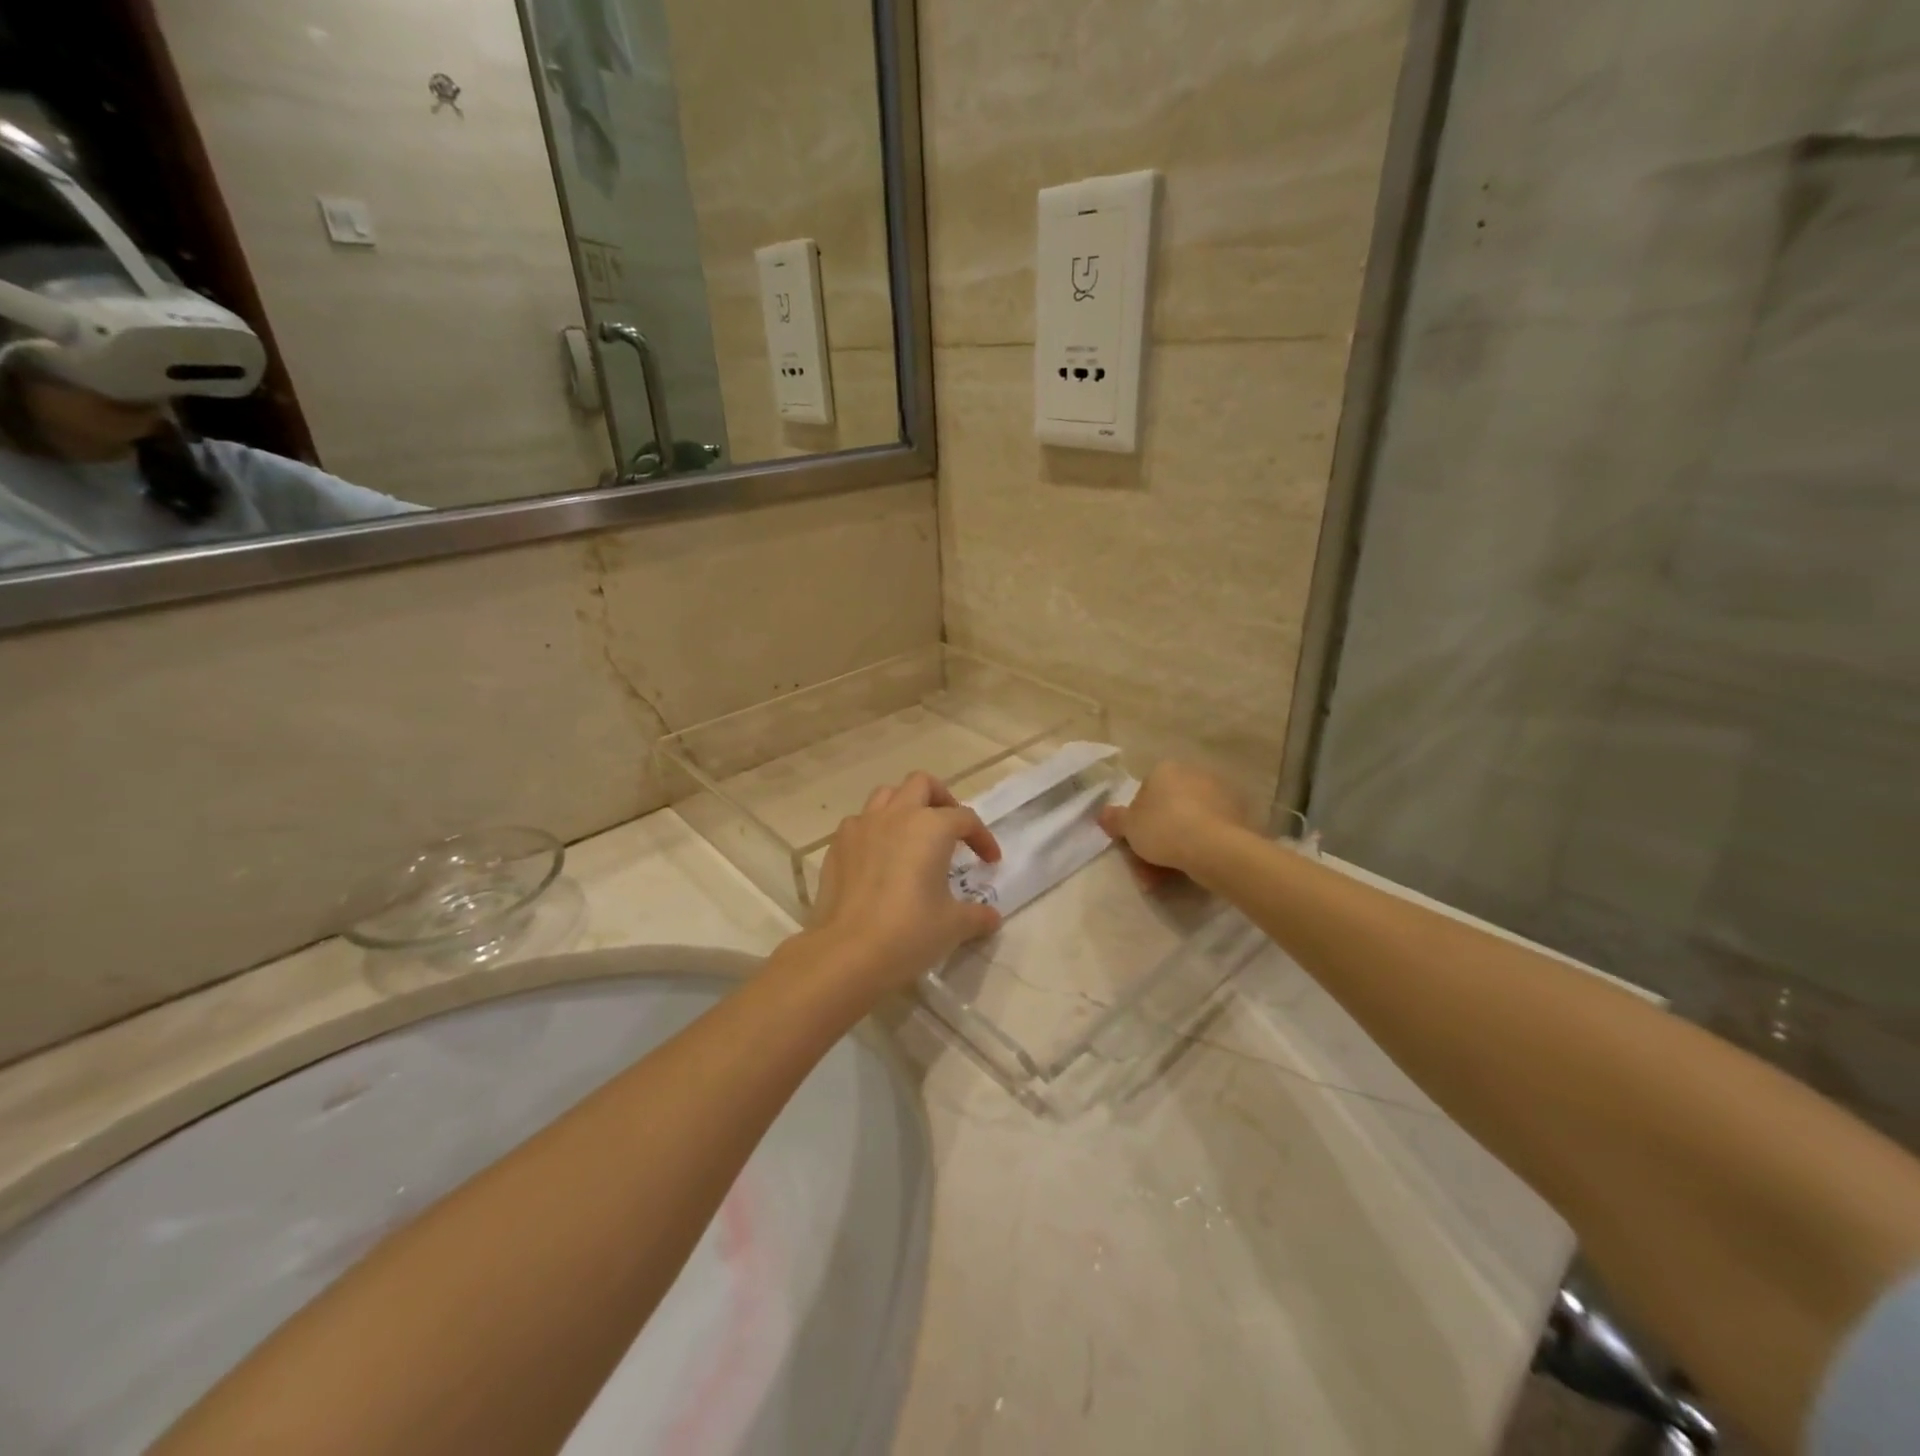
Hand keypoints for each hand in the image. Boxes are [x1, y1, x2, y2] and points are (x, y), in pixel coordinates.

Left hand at [809, 771, 1002, 991]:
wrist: (847, 952)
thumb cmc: (909, 932)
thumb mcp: (953, 926)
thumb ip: (977, 915)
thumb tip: (991, 918)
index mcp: (931, 827)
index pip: (965, 819)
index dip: (982, 838)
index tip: (990, 862)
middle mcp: (896, 816)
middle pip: (922, 785)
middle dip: (941, 799)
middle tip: (950, 829)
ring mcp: (862, 827)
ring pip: (886, 795)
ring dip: (904, 807)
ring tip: (913, 836)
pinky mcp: (837, 845)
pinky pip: (859, 823)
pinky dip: (874, 831)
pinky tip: (879, 858)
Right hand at [1099, 761, 1247, 877]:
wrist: (1215, 847)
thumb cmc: (1163, 829)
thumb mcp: (1128, 827)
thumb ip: (1114, 819)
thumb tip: (1103, 814)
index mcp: (1165, 770)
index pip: (1144, 795)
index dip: (1137, 823)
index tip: (1135, 845)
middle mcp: (1193, 774)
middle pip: (1167, 811)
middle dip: (1155, 841)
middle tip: (1147, 870)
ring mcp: (1220, 794)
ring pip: (1188, 824)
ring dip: (1175, 849)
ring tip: (1166, 880)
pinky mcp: (1239, 815)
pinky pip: (1209, 832)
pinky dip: (1199, 849)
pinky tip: (1192, 870)